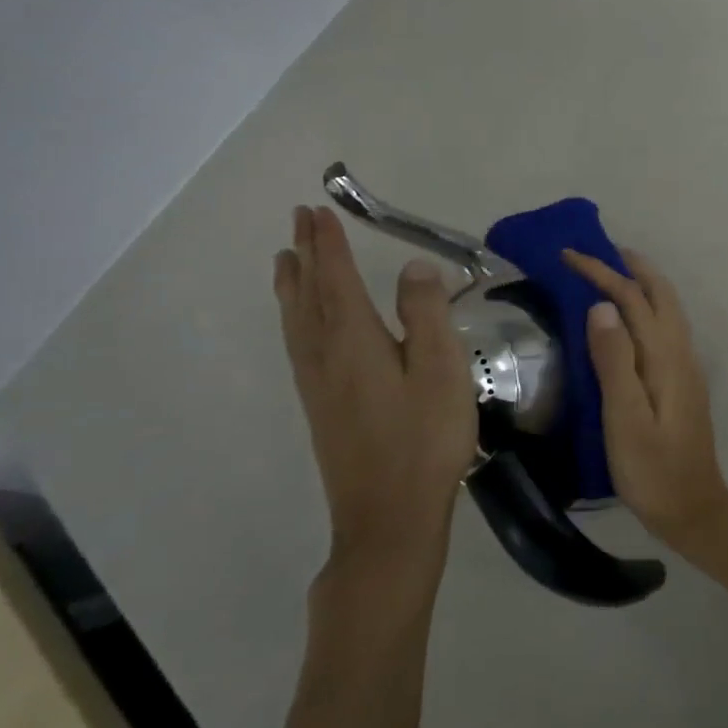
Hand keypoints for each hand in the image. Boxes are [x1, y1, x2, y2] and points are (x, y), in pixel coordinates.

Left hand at [275, 207, 478, 572]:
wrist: (389, 517)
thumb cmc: (424, 439)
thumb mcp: (441, 370)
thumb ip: (427, 314)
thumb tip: (413, 267)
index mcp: (355, 342)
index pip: (337, 280)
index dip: (329, 245)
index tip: (319, 211)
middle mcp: (326, 357)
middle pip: (309, 296)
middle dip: (305, 256)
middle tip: (298, 221)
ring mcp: (318, 385)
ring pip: (297, 322)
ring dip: (293, 285)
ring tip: (286, 260)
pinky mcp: (321, 408)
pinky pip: (299, 344)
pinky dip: (294, 318)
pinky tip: (301, 325)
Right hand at [563, 248, 727, 548]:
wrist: (693, 508)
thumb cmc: (652, 469)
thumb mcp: (625, 418)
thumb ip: (615, 360)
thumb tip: (602, 306)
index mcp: (665, 357)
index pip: (633, 299)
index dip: (602, 273)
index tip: (569, 255)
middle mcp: (680, 352)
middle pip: (660, 294)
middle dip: (630, 267)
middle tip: (597, 252)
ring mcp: (685, 366)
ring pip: (667, 308)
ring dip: (642, 284)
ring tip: (611, 274)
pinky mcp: (682, 381)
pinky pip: (665, 327)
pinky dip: (646, 307)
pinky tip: (628, 321)